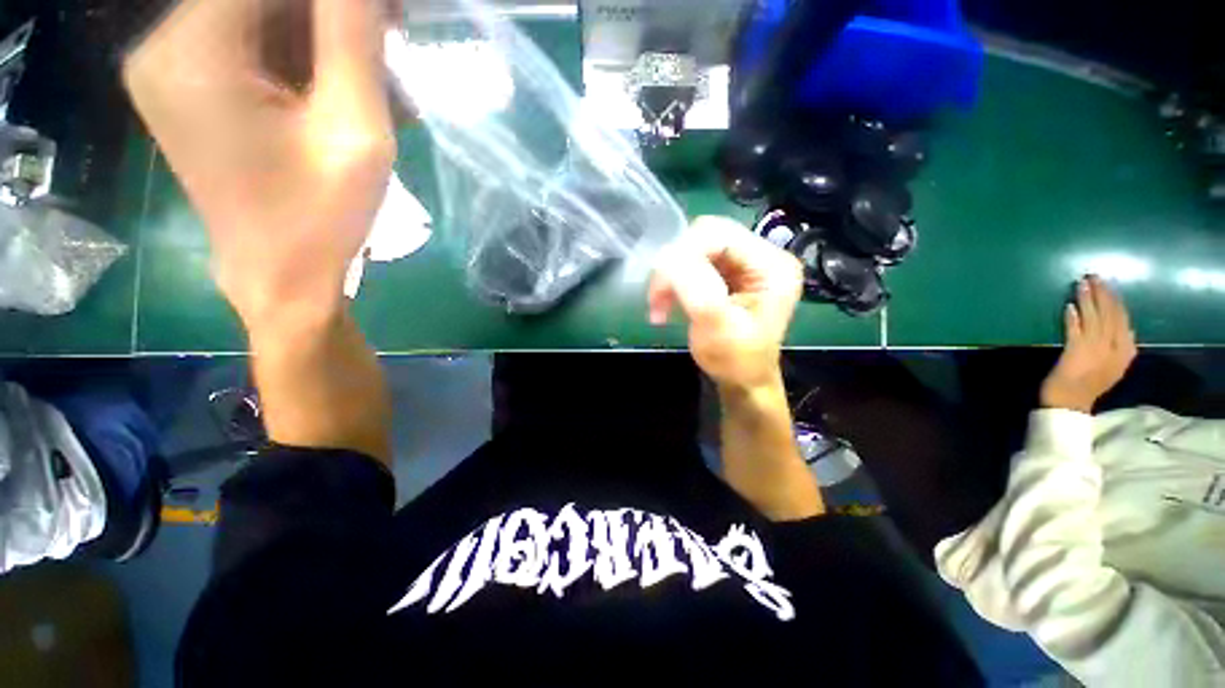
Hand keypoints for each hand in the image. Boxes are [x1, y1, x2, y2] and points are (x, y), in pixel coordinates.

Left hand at [124, 0, 394, 328]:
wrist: (282, 279)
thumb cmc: (321, 218)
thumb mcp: (354, 128)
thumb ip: (353, 36)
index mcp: (192, 51)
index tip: (387, 20)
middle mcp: (165, 46)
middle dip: (330, 17)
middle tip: (388, 53)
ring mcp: (171, 68)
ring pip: (258, 17)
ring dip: (322, 42)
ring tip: (373, 90)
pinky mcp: (189, 89)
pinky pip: (250, 47)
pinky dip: (302, 62)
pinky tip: (339, 98)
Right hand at [648, 216, 803, 390]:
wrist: (743, 381)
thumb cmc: (735, 360)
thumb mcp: (716, 326)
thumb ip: (695, 287)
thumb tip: (666, 255)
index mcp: (772, 265)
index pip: (720, 234)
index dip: (684, 253)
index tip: (661, 287)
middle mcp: (763, 256)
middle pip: (706, 238)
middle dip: (675, 266)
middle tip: (657, 298)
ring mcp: (746, 264)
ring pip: (695, 249)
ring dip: (671, 277)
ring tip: (659, 306)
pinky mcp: (730, 274)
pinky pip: (694, 264)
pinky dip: (675, 282)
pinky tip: (666, 303)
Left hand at [1040, 275, 1136, 413]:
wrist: (1072, 403)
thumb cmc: (1089, 385)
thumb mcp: (1114, 367)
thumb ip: (1121, 348)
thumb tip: (1127, 329)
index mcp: (1125, 351)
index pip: (1123, 320)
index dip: (1115, 300)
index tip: (1108, 284)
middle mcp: (1114, 348)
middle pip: (1109, 315)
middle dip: (1103, 294)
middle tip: (1094, 275)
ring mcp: (1095, 350)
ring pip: (1093, 319)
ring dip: (1087, 300)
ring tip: (1081, 283)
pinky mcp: (1075, 353)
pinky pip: (1075, 331)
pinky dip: (1073, 318)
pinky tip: (1069, 306)